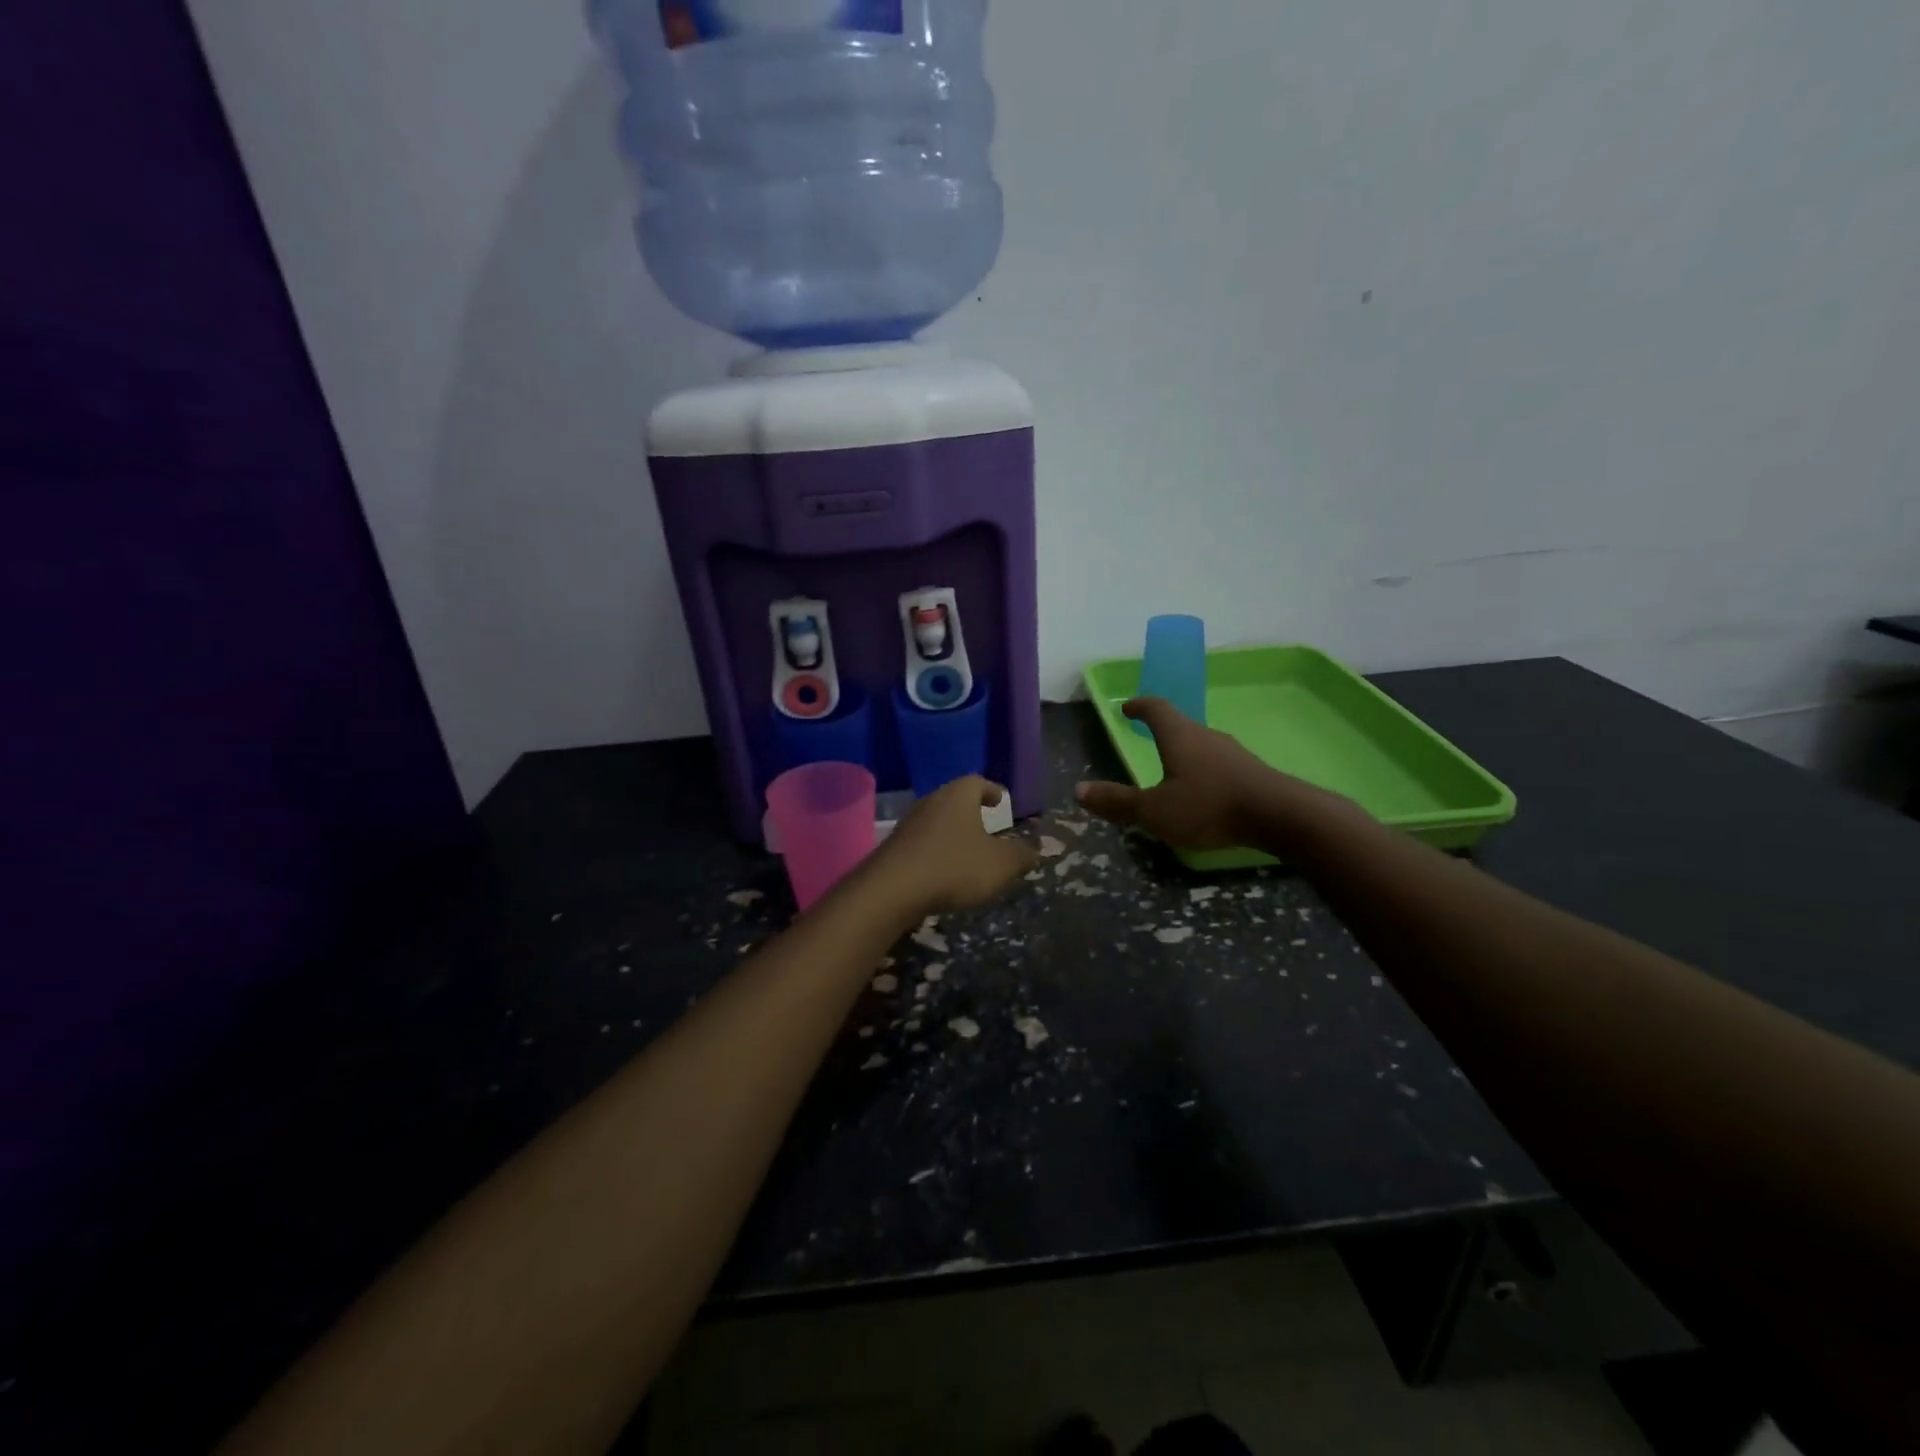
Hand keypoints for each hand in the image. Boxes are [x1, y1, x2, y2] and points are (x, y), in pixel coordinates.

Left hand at [863, 776, 1038, 918]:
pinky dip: (935, 851)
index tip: (1001, 800)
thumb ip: (1022, 855)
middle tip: (986, 824)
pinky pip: (921, 843)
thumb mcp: (1000, 865)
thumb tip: (1038, 849)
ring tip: (967, 849)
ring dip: (952, 832)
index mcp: (958, 796)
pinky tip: (942, 870)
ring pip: (936, 821)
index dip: (991, 790)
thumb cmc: (954, 867)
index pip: (977, 782)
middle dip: (971, 811)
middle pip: (954, 799)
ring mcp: (908, 824)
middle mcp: (931, 801)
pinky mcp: (893, 848)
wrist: (892, 890)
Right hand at [1076, 697, 1350, 852]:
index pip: (1156, 709)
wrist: (1281, 816)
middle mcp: (1206, 736)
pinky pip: (1220, 765)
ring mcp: (1233, 753)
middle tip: (1148, 737)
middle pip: (1181, 725)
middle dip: (1163, 731)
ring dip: (1185, 753)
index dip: (1140, 706)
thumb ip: (1118, 801)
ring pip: (1202, 746)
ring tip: (1173, 769)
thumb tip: (1079, 790)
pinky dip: (1205, 771)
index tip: (1128, 707)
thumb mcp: (1154, 811)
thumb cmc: (1208, 806)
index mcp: (1179, 736)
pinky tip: (1204, 792)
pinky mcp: (1252, 773)